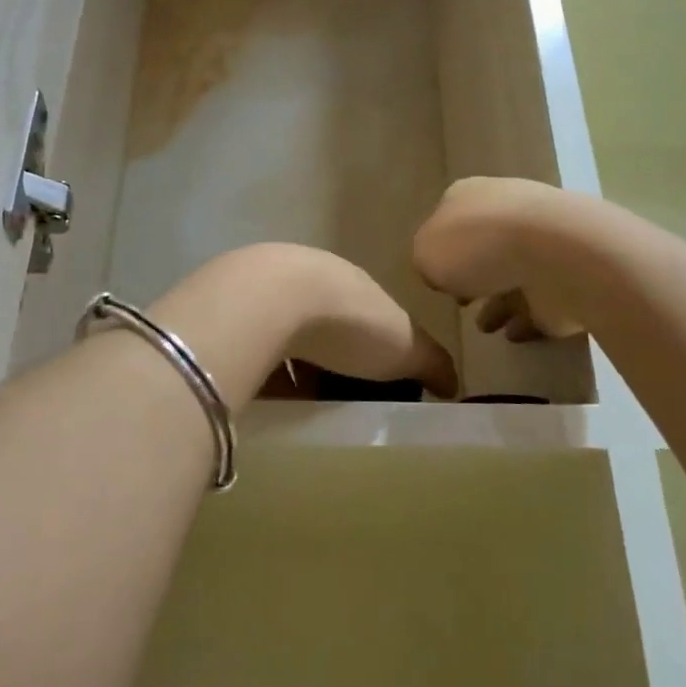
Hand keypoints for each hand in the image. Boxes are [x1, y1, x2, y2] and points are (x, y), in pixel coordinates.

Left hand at [153, 244, 457, 400]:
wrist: (271, 301)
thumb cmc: (349, 322)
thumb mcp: (404, 346)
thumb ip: (431, 363)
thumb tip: (455, 385)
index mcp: (351, 284)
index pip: (367, 315)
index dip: (372, 348)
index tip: (373, 383)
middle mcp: (308, 279)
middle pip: (322, 325)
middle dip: (328, 359)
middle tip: (333, 398)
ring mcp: (264, 293)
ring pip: (283, 335)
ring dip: (290, 366)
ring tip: (297, 407)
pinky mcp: (231, 314)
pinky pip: (251, 348)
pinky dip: (261, 372)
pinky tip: (263, 400)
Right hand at [412, 178, 585, 341]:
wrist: (557, 254)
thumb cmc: (478, 246)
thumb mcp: (426, 254)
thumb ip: (427, 263)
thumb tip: (442, 274)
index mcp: (470, 196)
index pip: (450, 219)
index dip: (441, 249)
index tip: (439, 278)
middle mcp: (507, 210)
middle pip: (485, 244)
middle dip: (474, 273)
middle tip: (463, 301)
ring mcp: (543, 241)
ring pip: (515, 273)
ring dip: (500, 300)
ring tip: (486, 327)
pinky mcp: (570, 272)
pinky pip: (543, 299)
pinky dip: (529, 316)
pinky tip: (514, 334)